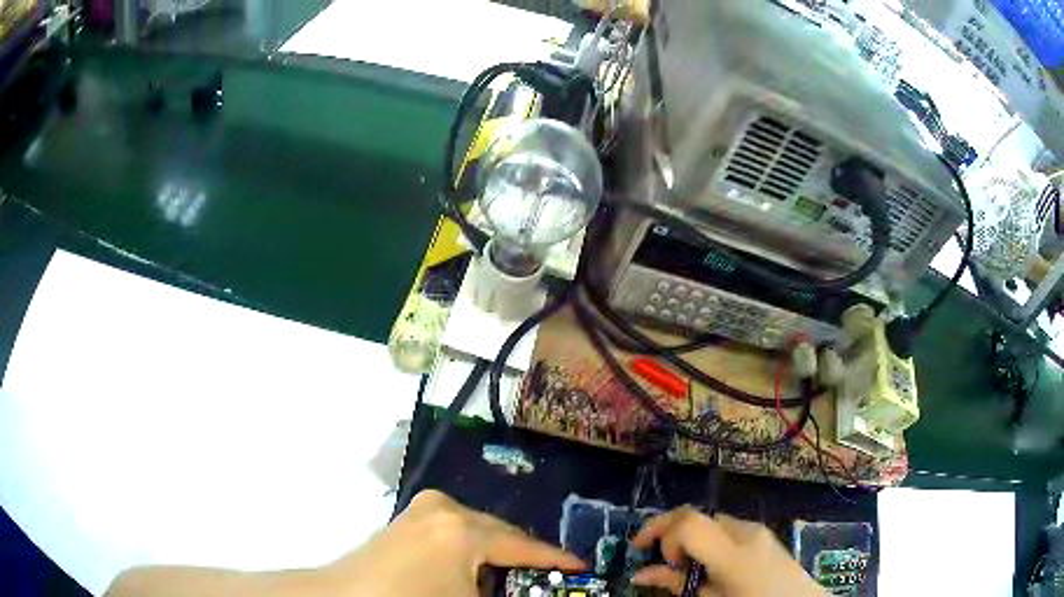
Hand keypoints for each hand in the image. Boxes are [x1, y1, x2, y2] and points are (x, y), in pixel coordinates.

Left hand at [320, 490, 585, 595]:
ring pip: (480, 532)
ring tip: (513, 580)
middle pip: (503, 535)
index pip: (526, 546)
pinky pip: (457, 531)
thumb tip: (532, 590)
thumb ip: (509, 595)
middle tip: (550, 580)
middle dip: (527, 560)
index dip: (559, 560)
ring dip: (499, 557)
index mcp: (463, 529)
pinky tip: (475, 573)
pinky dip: (473, 552)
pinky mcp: (409, 518)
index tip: (585, 568)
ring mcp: (423, 509)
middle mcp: (446, 508)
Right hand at [629, 507, 826, 596]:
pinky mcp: (762, 534)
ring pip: (709, 520)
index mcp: (732, 552)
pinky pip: (725, 529)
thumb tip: (640, 574)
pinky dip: (705, 540)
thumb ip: (677, 585)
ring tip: (679, 565)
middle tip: (648, 552)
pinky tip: (705, 563)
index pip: (687, 521)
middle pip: (696, 513)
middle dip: (666, 529)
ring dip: (686, 536)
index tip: (654, 560)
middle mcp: (744, 530)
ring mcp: (756, 529)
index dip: (661, 535)